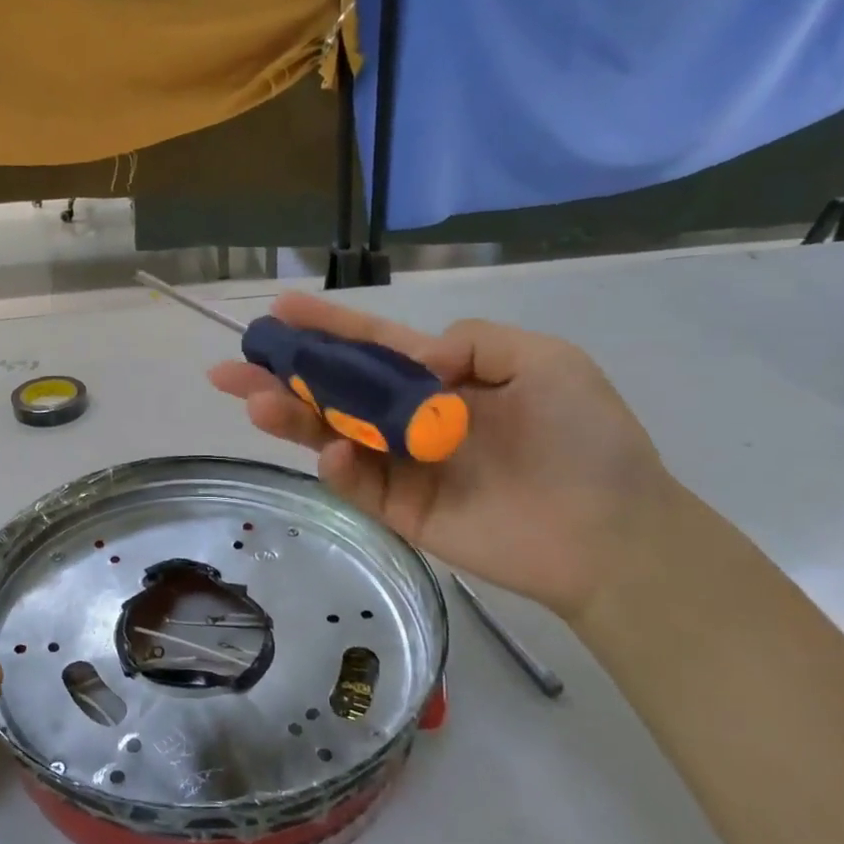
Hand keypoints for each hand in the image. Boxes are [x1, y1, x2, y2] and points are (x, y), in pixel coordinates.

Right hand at [210, 294, 673, 621]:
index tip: (279, 308)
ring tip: (254, 402)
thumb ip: (473, 341)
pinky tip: (330, 453)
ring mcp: (400, 465)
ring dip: (290, 417)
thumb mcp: (544, 360)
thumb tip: (414, 357)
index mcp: (439, 379)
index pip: (370, 346)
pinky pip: (355, 484)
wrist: (612, 534)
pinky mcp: (399, 510)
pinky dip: (336, 468)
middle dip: (282, 374)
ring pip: (330, 434)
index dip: (326, 326)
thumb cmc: (585, 440)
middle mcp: (409, 417)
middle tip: (231, 368)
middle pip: (333, 390)